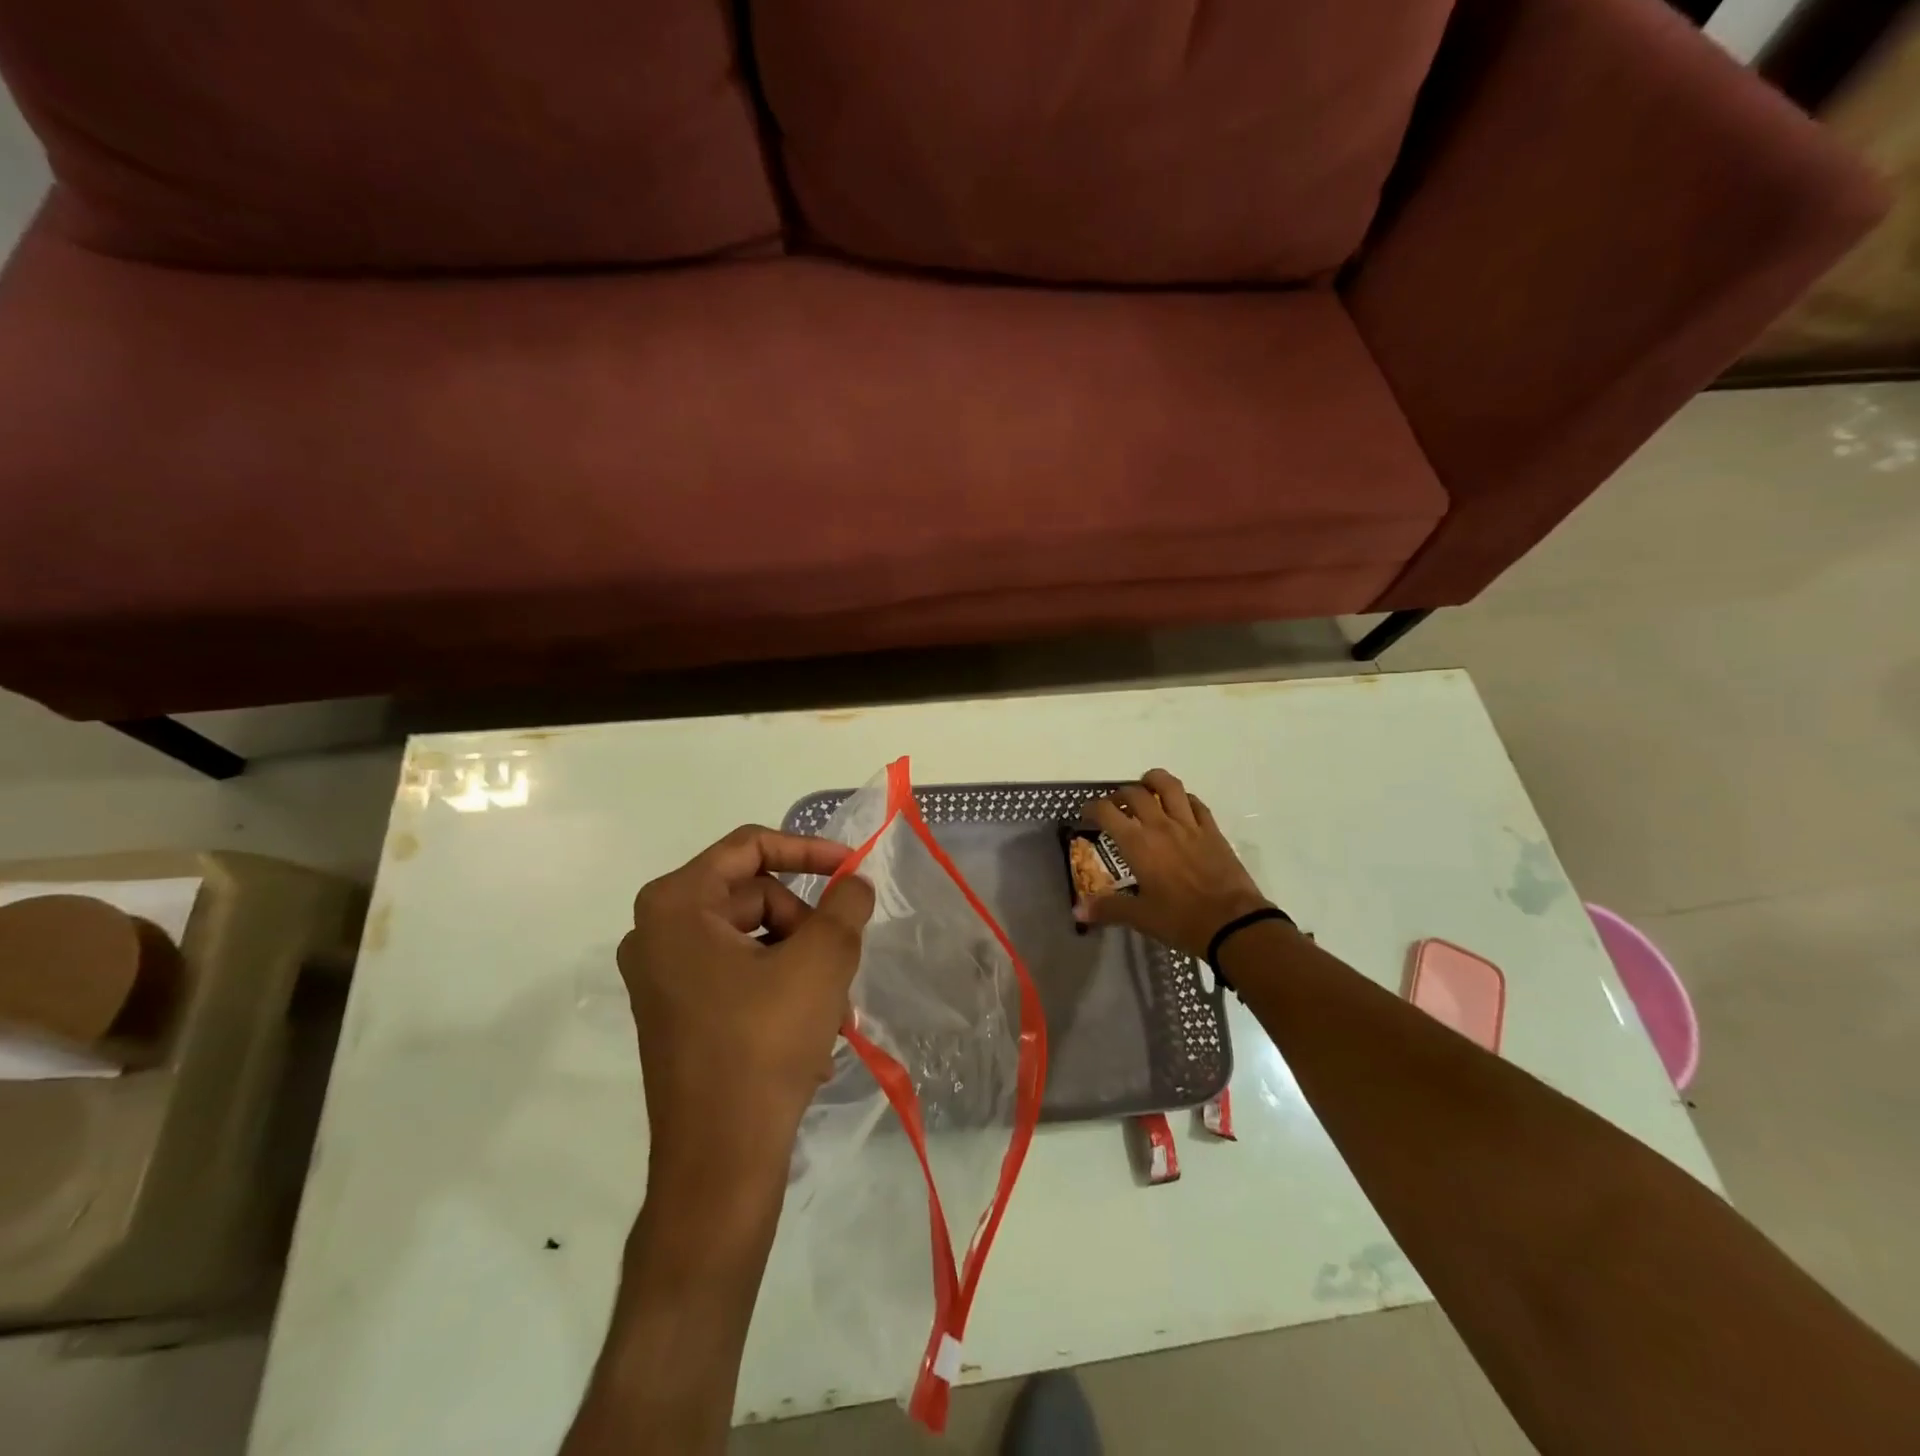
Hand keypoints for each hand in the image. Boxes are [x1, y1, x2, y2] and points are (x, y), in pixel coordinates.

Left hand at [618, 826, 874, 1183]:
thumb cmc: (764, 1044)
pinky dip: (781, 990)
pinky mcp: (677, 1014)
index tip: (852, 869)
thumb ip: (846, 904)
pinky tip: (812, 1034)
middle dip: (806, 925)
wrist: (720, 1162)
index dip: (808, 850)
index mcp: (676, 906)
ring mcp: (663, 978)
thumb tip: (854, 883)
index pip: (749, 846)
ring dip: (803, 963)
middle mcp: (657, 934)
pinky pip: (739, 975)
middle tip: (841, 963)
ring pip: (753, 939)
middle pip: (754, 895)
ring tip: (834, 1010)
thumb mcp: (821, 961)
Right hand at [1074, 769, 1274, 959]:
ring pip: (1169, 786)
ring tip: (1146, 788)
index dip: (1092, 808)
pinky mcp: (1212, 831)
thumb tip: (1077, 911)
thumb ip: (1107, 909)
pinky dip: (1183, 799)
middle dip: (1120, 794)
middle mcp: (1160, 826)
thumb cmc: (1181, 920)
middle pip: (1135, 793)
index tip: (1087, 815)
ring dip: (1153, 781)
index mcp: (1137, 844)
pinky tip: (1180, 807)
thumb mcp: (1140, 917)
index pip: (1107, 812)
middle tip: (1116, 807)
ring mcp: (1189, 825)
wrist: (1232, 923)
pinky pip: (1196, 803)